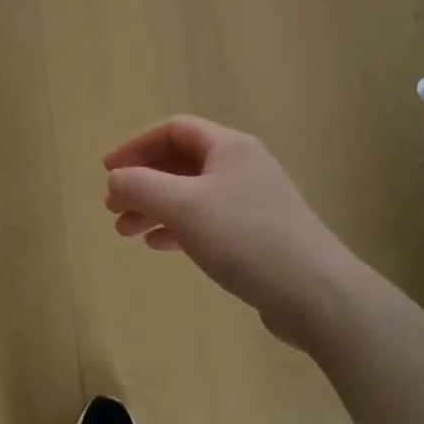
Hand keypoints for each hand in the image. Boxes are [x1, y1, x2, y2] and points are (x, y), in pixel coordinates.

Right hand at [104, 117, 342, 351]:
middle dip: (142, 182)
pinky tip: (160, 245)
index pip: (173, 130)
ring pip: (191, 194)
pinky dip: (178, 227)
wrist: (315, 293)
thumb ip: (141, 186)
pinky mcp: (257, 234)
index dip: (135, 146)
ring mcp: (252, 201)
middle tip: (112, 208)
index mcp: (229, 147)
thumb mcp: (183, 206)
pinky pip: (207, 220)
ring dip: (155, 207)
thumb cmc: (244, 238)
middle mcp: (242, 166)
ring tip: (126, 232)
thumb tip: (115, 178)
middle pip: (180, 163)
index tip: (107, 172)